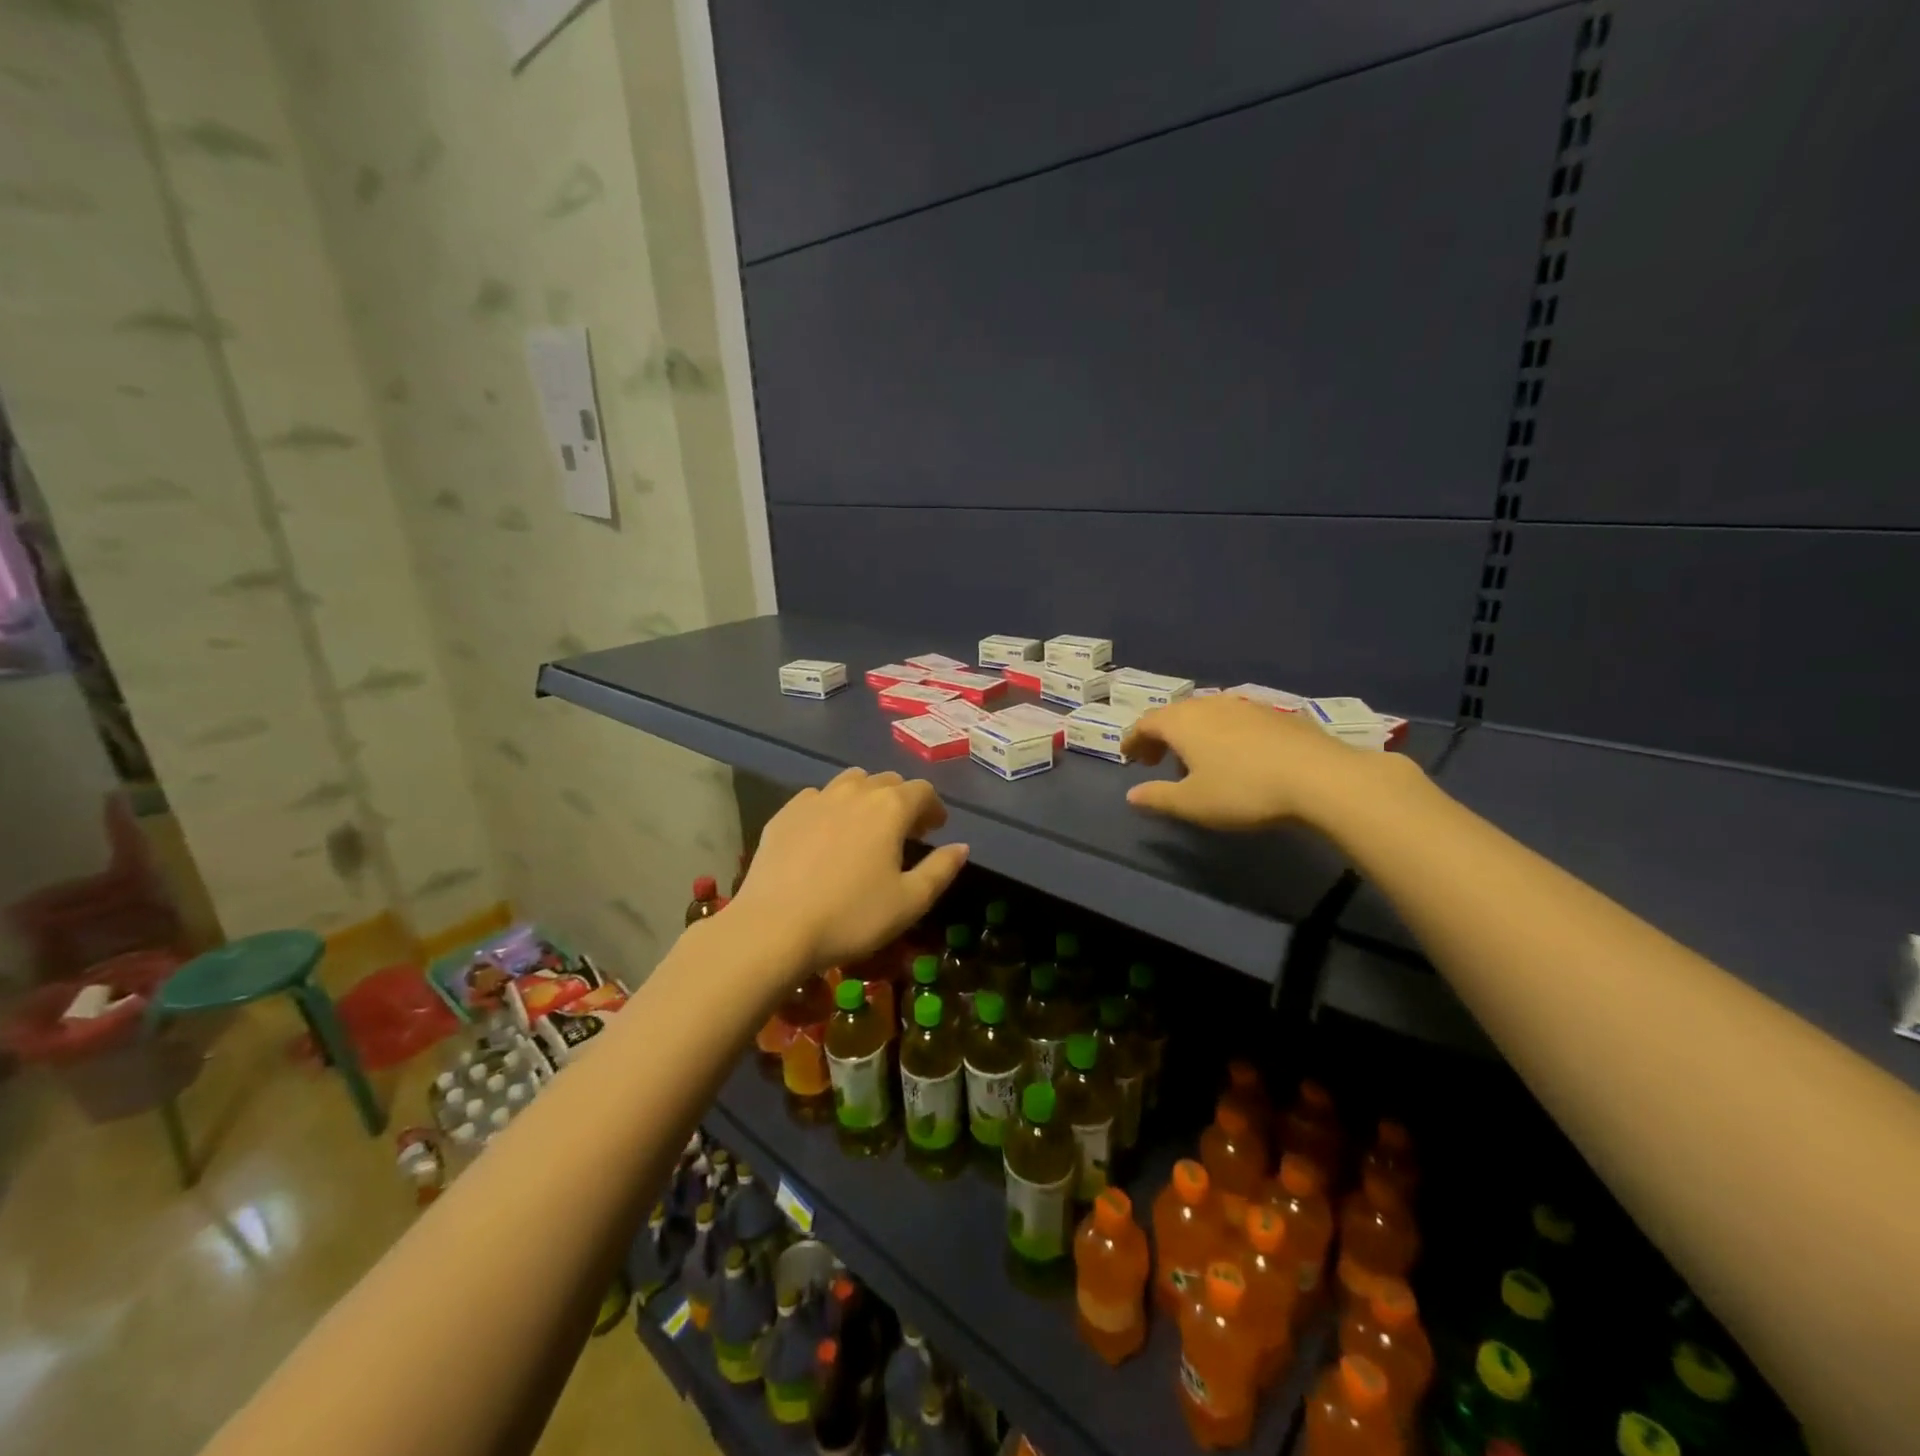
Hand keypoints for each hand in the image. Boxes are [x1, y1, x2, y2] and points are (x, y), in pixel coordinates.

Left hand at [725, 768, 968, 974]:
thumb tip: (961, 847)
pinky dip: (831, 807)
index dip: (934, 807)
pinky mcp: (785, 813)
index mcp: (890, 808)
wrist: (774, 927)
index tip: (935, 829)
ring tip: (866, 826)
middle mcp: (855, 792)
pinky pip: (817, 797)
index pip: (922, 791)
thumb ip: (941, 869)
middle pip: (887, 781)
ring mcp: (816, 798)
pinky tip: (826, 834)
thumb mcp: (909, 902)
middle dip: (902, 800)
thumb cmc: (852, 916)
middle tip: (905, 830)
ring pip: (851, 782)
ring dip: (866, 797)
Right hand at [1120, 694, 1408, 831]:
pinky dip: (1223, 733)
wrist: (1320, 777)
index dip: (1133, 739)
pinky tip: (1237, 756)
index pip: (1145, 723)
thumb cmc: (1244, 790)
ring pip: (1207, 714)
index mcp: (1182, 722)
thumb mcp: (1193, 803)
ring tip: (1197, 761)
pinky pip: (1235, 719)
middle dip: (1162, 736)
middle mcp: (1209, 704)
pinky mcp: (1276, 713)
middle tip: (1158, 760)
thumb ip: (1158, 797)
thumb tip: (1131, 795)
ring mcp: (1245, 704)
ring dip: (1194, 734)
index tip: (1129, 757)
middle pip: (1175, 714)